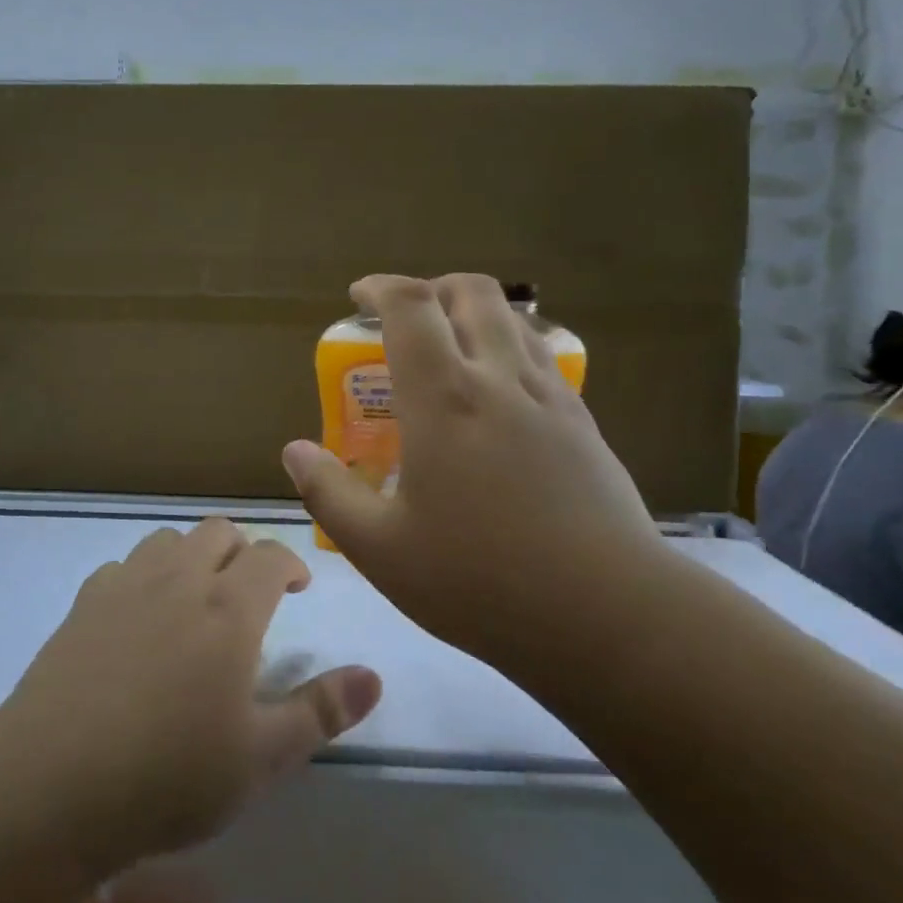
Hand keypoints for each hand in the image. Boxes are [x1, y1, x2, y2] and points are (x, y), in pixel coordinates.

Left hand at [0, 518, 381, 877]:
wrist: (50, 786)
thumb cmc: (169, 775)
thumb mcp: (261, 758)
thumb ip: (321, 711)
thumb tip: (375, 676)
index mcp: (229, 608)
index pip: (270, 556)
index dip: (290, 564)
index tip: (297, 587)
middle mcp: (179, 579)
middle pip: (217, 531)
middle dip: (242, 551)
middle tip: (249, 592)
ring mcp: (125, 586)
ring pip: (168, 539)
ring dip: (192, 555)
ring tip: (195, 598)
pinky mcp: (83, 604)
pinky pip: (122, 566)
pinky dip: (143, 576)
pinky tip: (138, 617)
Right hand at [283, 273, 663, 673]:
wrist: (607, 615)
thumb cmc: (480, 581)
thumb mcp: (381, 550)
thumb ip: (329, 494)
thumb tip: (295, 451)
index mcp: (444, 398)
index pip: (410, 306)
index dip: (380, 287)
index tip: (359, 298)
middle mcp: (500, 379)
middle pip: (471, 292)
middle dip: (432, 289)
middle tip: (406, 322)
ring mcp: (550, 397)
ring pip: (513, 319)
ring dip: (474, 315)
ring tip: (451, 352)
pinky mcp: (583, 422)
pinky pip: (542, 356)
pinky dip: (510, 347)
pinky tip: (498, 397)